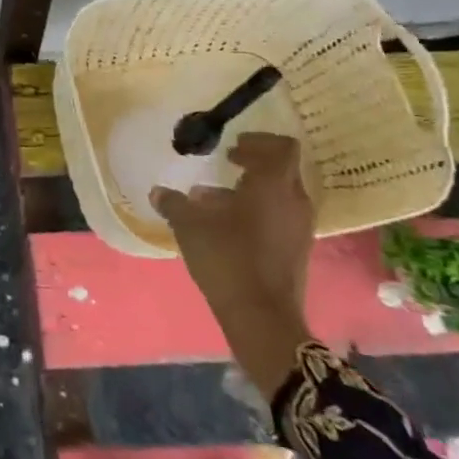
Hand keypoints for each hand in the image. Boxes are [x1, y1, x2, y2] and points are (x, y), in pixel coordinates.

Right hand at [150, 133, 314, 395]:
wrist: (261, 318)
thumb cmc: (227, 258)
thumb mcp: (190, 226)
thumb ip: (174, 204)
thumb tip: (159, 192)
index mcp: (273, 186)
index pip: (283, 147)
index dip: (259, 140)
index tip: (233, 145)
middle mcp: (293, 202)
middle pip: (284, 169)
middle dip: (256, 162)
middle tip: (228, 161)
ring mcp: (299, 228)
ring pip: (281, 194)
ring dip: (254, 188)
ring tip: (217, 196)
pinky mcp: (296, 250)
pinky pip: (280, 216)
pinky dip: (258, 210)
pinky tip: (227, 224)